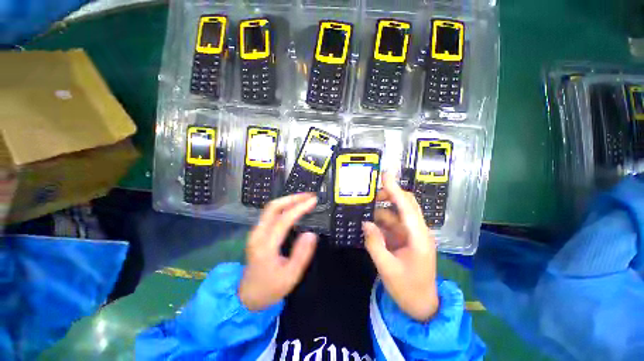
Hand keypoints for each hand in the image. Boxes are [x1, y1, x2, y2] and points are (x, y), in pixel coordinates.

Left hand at [238, 193, 318, 310]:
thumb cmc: (270, 288)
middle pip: (272, 207)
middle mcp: (257, 234)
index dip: (299, 208)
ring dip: (287, 200)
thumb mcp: (290, 277)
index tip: (313, 201)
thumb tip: (311, 234)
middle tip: (309, 196)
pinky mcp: (257, 232)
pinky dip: (283, 206)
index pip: (283, 220)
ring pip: (270, 208)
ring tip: (304, 198)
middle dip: (292, 198)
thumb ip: (301, 254)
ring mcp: (255, 232)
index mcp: (265, 246)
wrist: (247, 296)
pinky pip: (270, 213)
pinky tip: (293, 207)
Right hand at [363, 173, 438, 321]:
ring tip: (365, 206)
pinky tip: (370, 221)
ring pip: (397, 213)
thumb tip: (365, 222)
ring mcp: (411, 235)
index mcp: (419, 237)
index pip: (406, 207)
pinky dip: (381, 220)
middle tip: (370, 192)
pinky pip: (392, 224)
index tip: (385, 175)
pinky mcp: (405, 239)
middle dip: (389, 195)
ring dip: (382, 209)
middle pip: (405, 205)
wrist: (421, 306)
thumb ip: (375, 244)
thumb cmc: (407, 289)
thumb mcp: (387, 268)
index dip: (395, 190)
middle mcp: (417, 231)